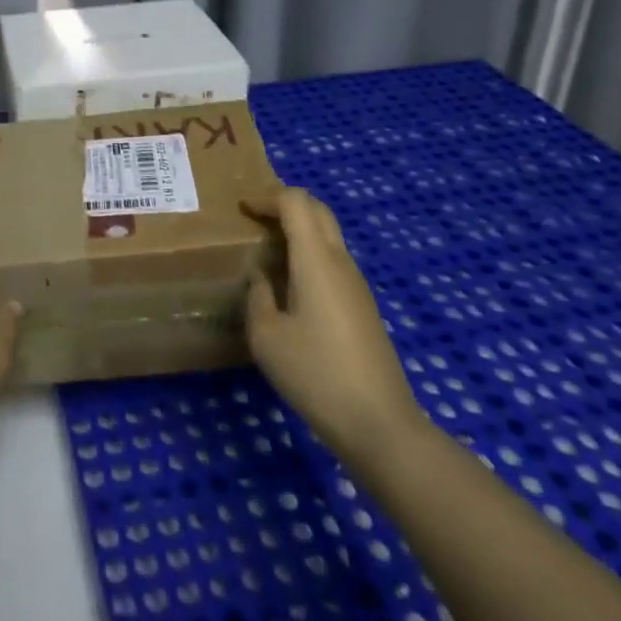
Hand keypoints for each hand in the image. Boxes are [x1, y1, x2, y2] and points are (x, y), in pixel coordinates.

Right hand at [244, 187, 425, 456]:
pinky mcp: (363, 306)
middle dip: (285, 204)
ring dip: (299, 230)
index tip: (242, 208)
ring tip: (267, 249)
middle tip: (255, 218)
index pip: (296, 202)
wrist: (379, 423)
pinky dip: (309, 254)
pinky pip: (334, 261)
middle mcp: (340, 262)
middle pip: (317, 210)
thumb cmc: (316, 374)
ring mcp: (356, 284)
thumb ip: (258, 297)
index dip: (267, 197)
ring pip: (328, 235)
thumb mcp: (266, 337)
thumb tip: (261, 277)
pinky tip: (290, 283)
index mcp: (316, 259)